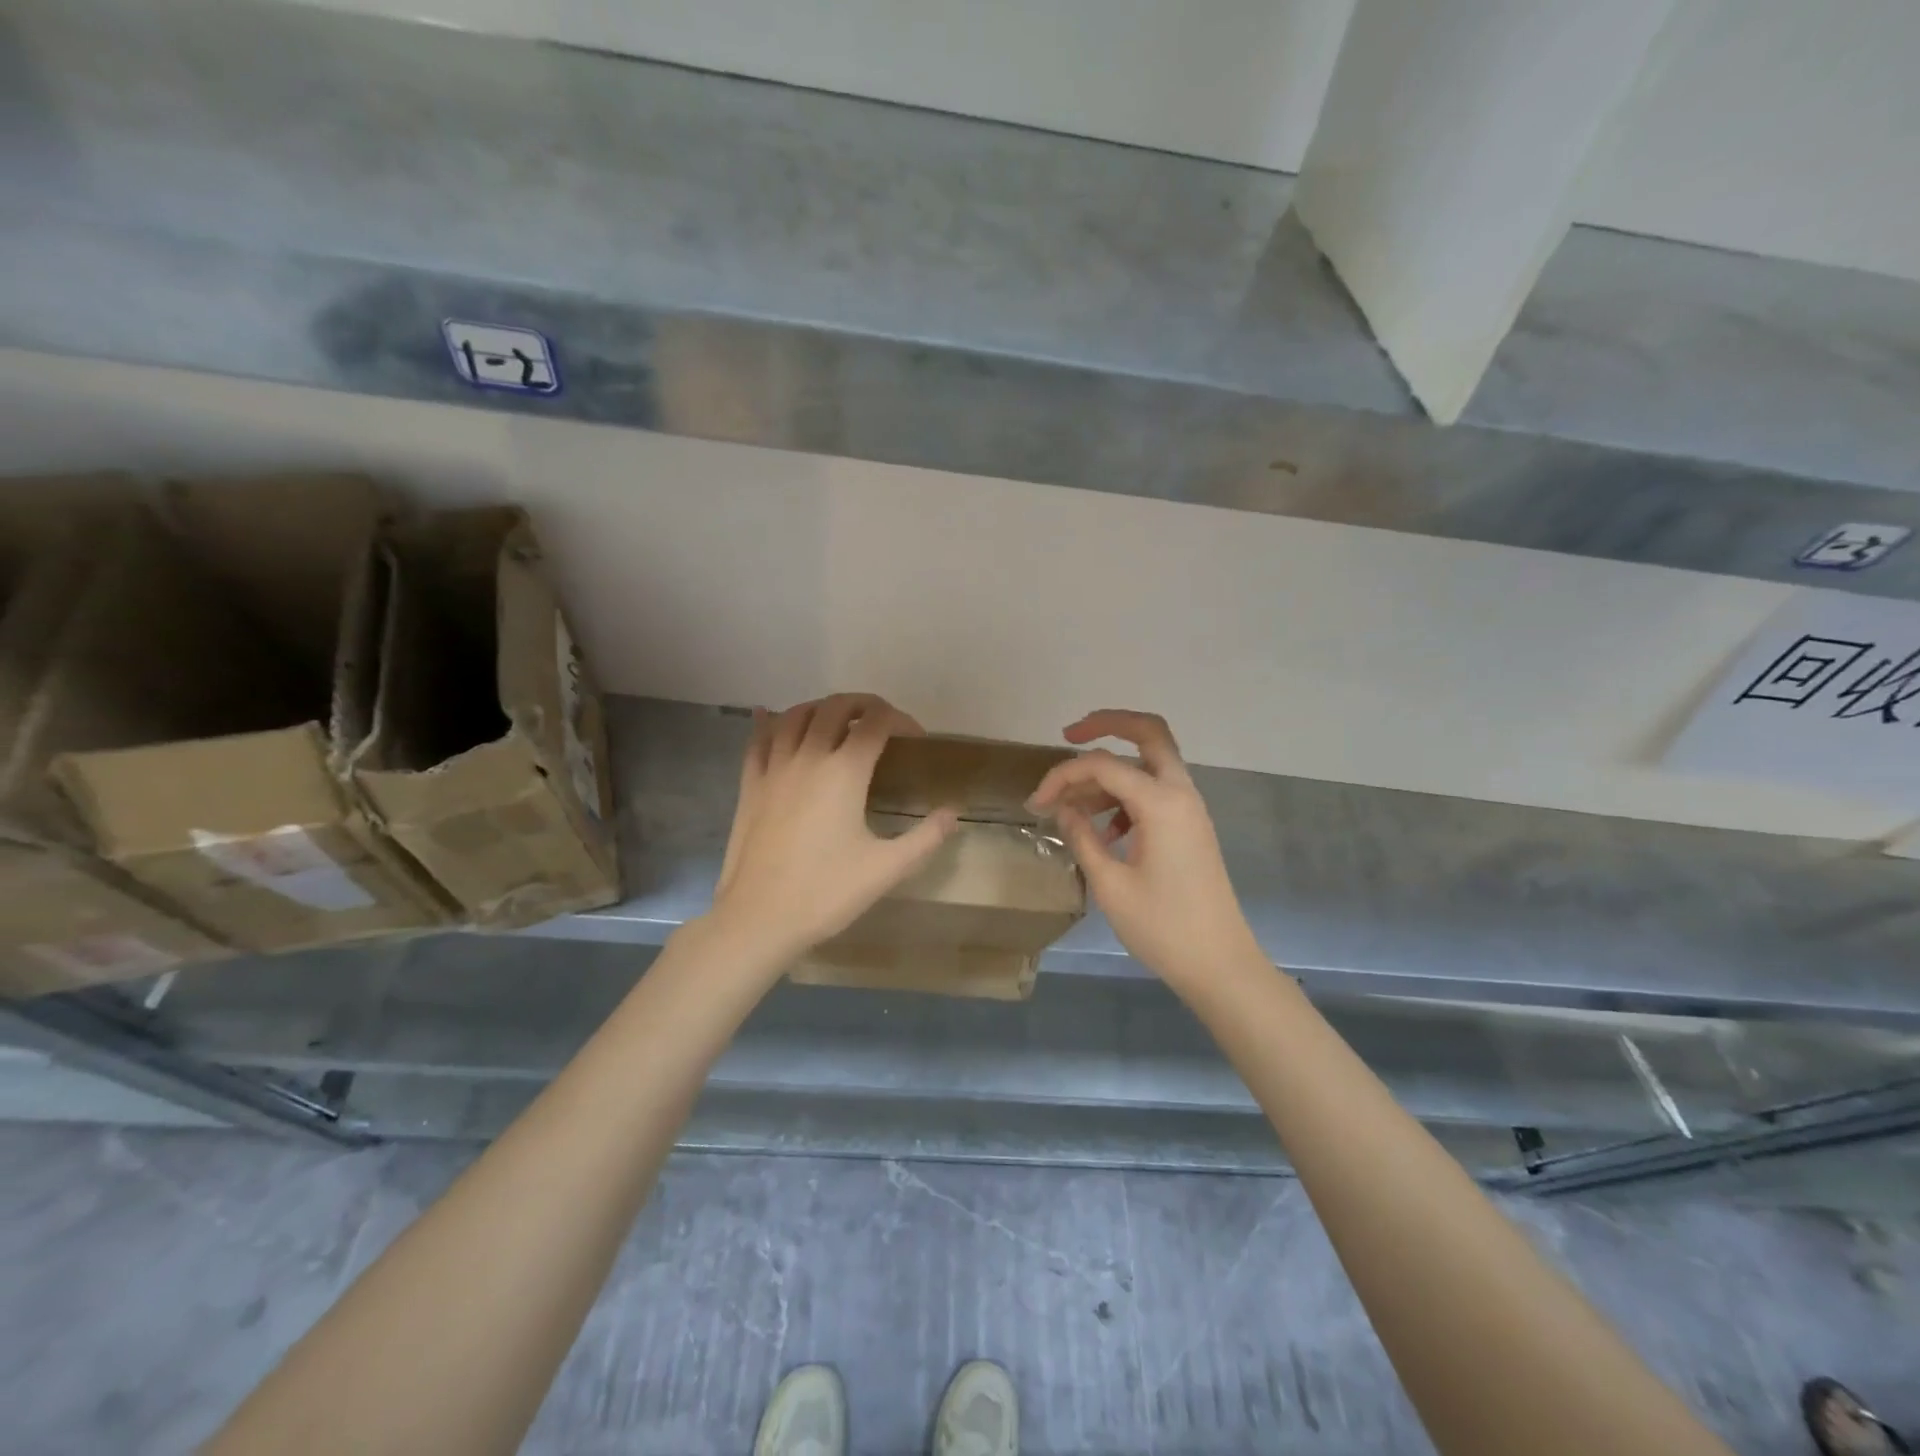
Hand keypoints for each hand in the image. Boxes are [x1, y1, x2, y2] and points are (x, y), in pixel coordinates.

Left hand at [707, 693, 958, 971]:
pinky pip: (757, 740)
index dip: (900, 720)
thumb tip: (952, 813)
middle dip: (863, 704)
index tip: (915, 737)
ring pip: (795, 716)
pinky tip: (768, 715)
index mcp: (845, 772)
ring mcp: (774, 768)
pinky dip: (768, 722)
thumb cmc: (826, 892)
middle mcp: (809, 757)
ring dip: (820, 707)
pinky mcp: (750, 785)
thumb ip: (926, 838)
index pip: (876, 723)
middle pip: (835, 707)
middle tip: (881, 720)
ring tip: (837, 717)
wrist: (759, 918)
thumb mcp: (887, 869)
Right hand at [1028, 710, 1260, 990]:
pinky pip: (1155, 791)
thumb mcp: (1110, 884)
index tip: (1036, 803)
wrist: (1220, 964)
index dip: (1062, 775)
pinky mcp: (1189, 826)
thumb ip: (1082, 837)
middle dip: (1107, 725)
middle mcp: (1180, 793)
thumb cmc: (1163, 927)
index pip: (1103, 765)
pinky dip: (1126, 795)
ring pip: (1149, 763)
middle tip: (1069, 735)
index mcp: (1161, 803)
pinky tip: (1102, 830)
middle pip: (1148, 733)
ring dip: (1111, 771)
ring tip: (1072, 805)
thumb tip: (1062, 809)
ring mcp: (1189, 809)